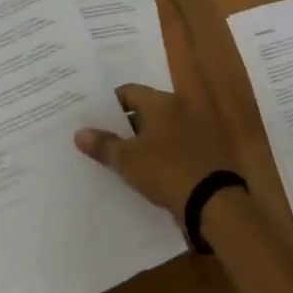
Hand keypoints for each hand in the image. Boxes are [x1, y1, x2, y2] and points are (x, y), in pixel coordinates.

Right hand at [75, 84, 235, 216]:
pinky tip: (145, 169)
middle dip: (124, 124)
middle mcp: (182, 108)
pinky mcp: (205, 150)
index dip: (109, 104)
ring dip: (142, 140)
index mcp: (163, 102)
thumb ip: (103, 145)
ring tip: (118, 156)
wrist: (212, 200)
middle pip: (146, 109)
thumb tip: (80, 133)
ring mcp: (196, 129)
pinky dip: (160, 153)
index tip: (92, 118)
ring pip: (161, 129)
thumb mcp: (128, 160)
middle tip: (100, 138)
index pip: (129, 92)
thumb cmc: (166, 170)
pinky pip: (174, 145)